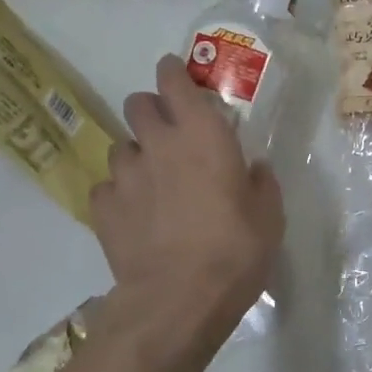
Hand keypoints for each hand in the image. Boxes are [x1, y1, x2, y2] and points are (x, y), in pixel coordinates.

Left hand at [88, 55, 284, 351]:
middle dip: (151, 110)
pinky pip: (108, 187)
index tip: (175, 73)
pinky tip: (136, 215)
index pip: (174, 81)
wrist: (178, 299)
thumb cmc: (235, 250)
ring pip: (121, 146)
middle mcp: (158, 144)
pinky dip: (121, 194)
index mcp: (202, 135)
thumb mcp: (269, 217)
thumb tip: (254, 168)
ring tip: (153, 181)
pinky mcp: (103, 208)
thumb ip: (261, 183)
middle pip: (138, 104)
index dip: (173, 72)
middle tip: (169, 133)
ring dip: (137, 155)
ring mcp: (124, 175)